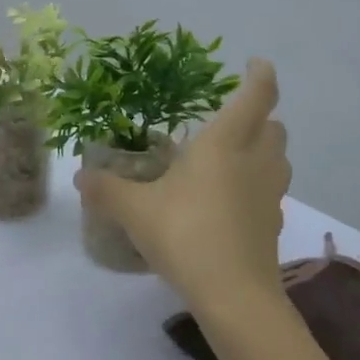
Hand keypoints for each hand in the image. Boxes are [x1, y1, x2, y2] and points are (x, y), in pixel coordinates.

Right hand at [76, 60, 290, 309]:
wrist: (234, 295)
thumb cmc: (185, 235)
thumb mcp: (135, 211)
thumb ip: (107, 190)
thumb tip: (80, 177)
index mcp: (223, 145)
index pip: (255, 97)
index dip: (260, 76)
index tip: (256, 64)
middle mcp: (253, 163)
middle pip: (274, 127)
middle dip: (260, 116)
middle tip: (232, 119)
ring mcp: (269, 196)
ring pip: (279, 160)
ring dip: (263, 150)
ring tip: (233, 157)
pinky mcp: (273, 226)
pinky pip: (271, 193)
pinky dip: (257, 187)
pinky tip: (231, 202)